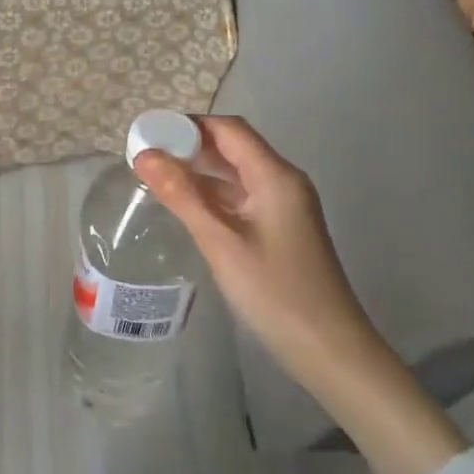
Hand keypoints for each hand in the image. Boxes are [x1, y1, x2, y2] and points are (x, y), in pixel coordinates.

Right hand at [134, 116, 366, 375]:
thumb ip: (182, 195)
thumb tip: (144, 156)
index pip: (229, 129)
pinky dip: (212, 193)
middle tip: (145, 154)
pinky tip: (185, 205)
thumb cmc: (275, 292)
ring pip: (236, 173)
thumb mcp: (221, 242)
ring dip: (199, 170)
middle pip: (233, 147)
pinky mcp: (280, 228)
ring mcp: (284, 206)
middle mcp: (283, 182)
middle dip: (190, 145)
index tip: (149, 132)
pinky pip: (241, 196)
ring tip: (156, 176)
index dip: (188, 124)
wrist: (329, 349)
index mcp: (275, 176)